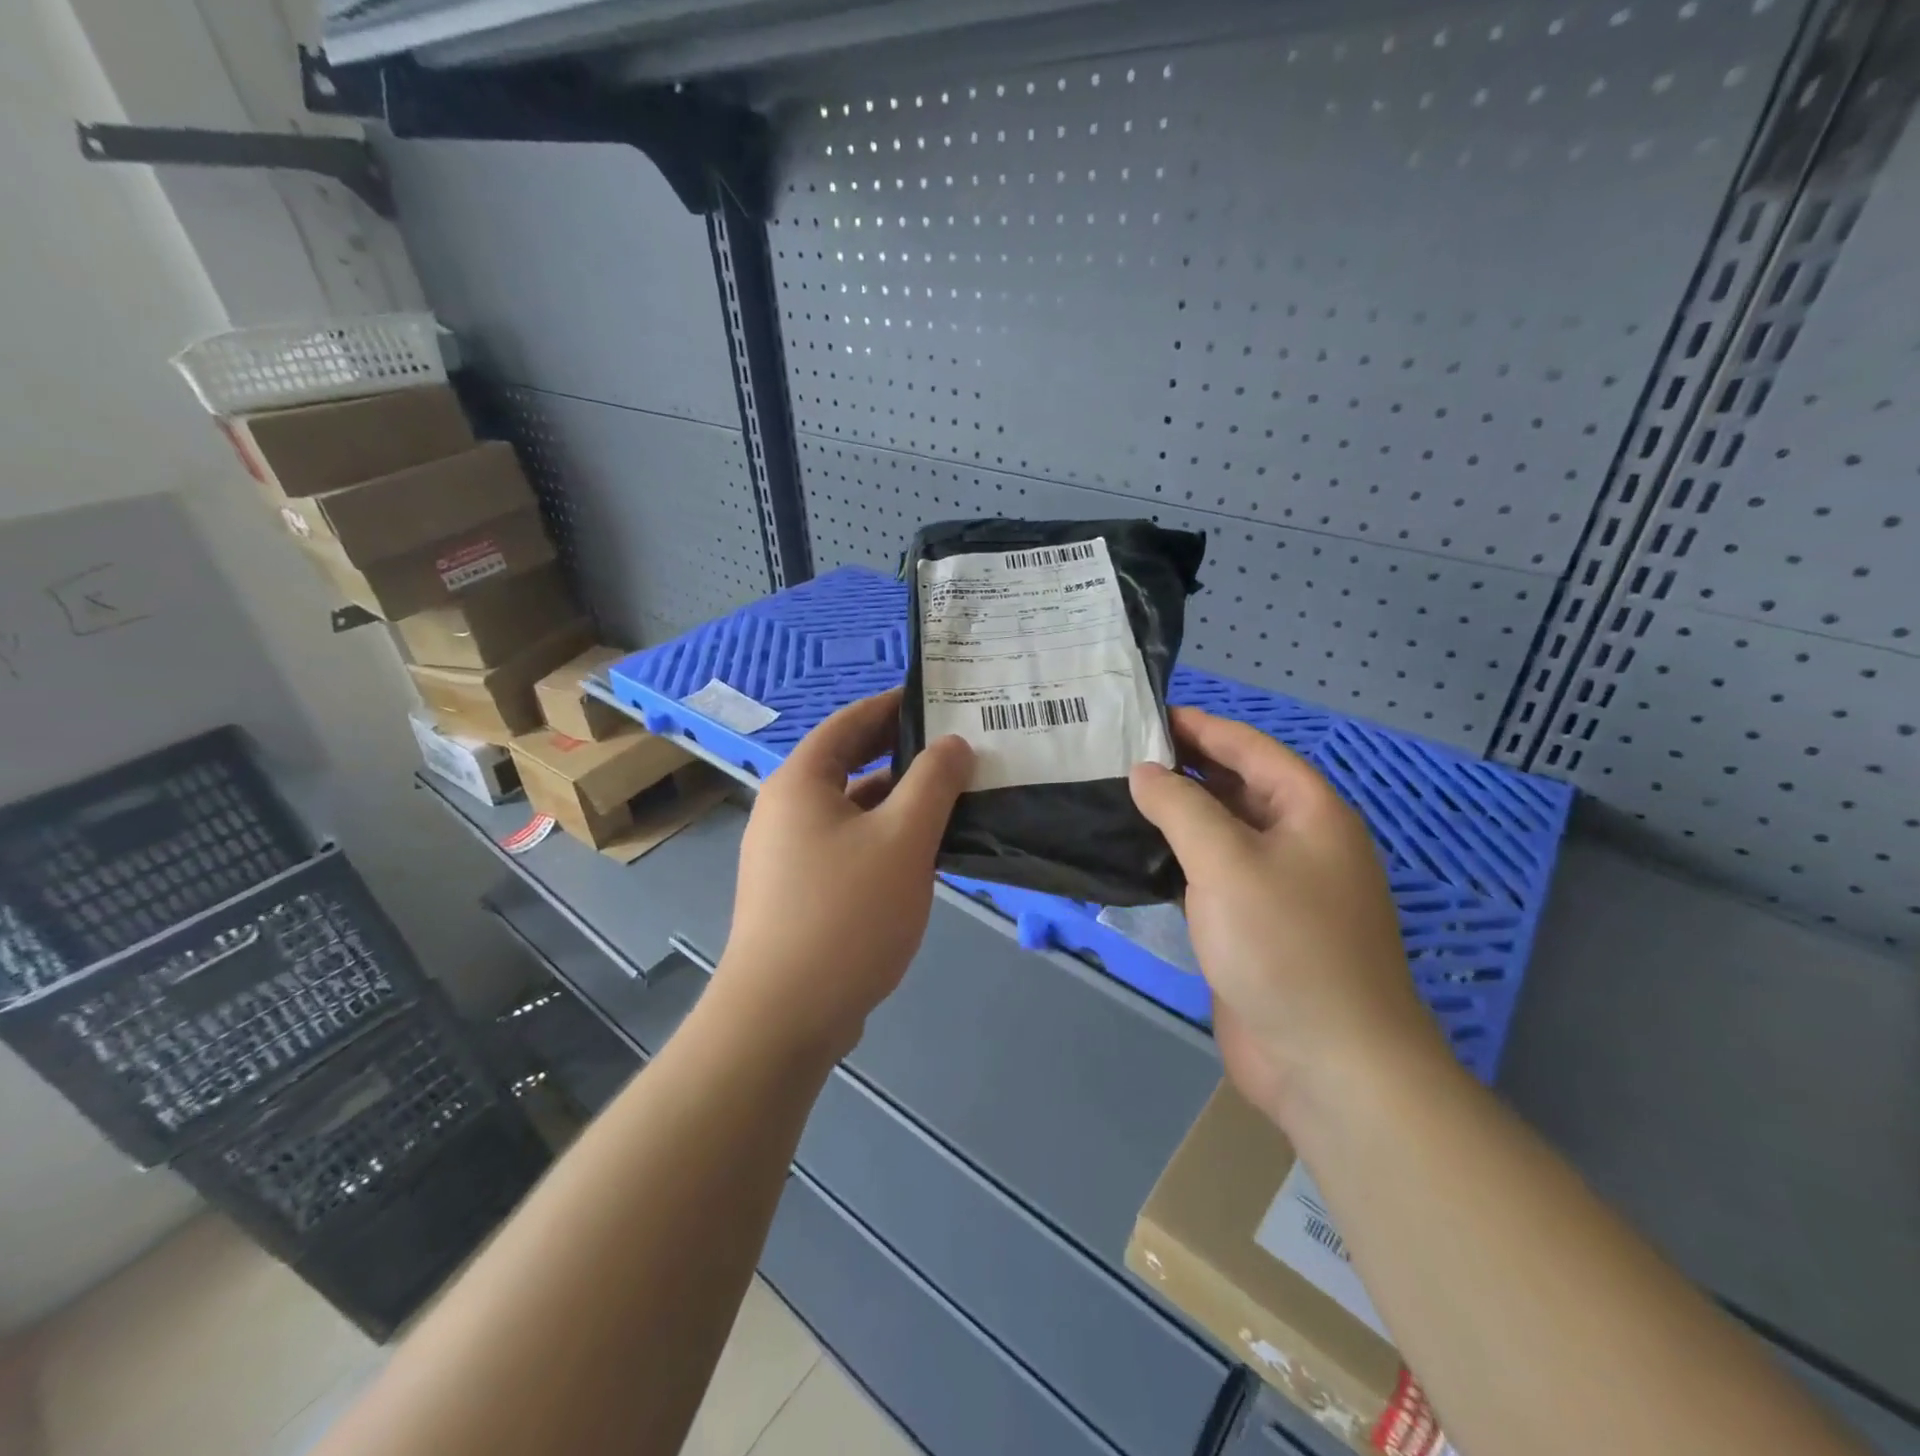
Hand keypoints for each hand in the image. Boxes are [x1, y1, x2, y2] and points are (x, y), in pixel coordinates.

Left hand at [717, 689, 972, 1060]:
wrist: (784, 1016)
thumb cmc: (846, 914)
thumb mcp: (903, 839)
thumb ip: (933, 783)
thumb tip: (953, 744)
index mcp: (801, 783)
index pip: (850, 722)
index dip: (893, 705)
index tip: (938, 697)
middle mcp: (787, 810)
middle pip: (850, 764)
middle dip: (902, 753)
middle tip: (956, 745)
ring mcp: (790, 855)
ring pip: (853, 810)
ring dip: (899, 801)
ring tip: (954, 796)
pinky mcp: (801, 892)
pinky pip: (850, 846)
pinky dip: (886, 839)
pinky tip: (926, 853)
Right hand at [1130, 708, 1445, 1128]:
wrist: (1329, 1063)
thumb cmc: (1285, 946)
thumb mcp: (1228, 862)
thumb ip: (1181, 807)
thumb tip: (1144, 771)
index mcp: (1310, 812)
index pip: (1250, 748)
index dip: (1200, 726)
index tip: (1146, 714)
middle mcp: (1299, 841)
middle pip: (1237, 785)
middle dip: (1185, 767)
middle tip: (1122, 753)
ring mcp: (1279, 887)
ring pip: (1223, 832)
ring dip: (1179, 813)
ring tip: (1121, 794)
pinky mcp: (1256, 926)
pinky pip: (1215, 874)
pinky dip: (1180, 857)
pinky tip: (1140, 853)